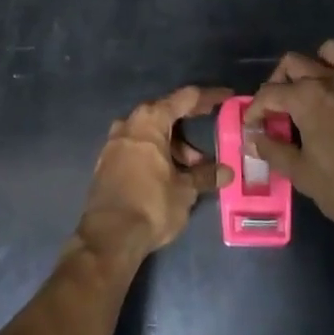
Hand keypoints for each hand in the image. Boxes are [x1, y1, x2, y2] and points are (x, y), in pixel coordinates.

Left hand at [77, 86, 232, 264]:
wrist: (108, 237)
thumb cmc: (150, 205)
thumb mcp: (185, 191)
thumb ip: (205, 176)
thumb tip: (226, 172)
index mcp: (150, 121)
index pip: (184, 98)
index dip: (208, 97)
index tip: (226, 96)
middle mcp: (129, 123)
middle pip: (164, 113)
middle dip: (189, 122)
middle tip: (211, 127)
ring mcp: (114, 142)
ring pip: (150, 132)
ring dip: (173, 144)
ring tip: (193, 167)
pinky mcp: (107, 162)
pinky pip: (137, 147)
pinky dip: (155, 152)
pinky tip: (168, 172)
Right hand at [246, 41, 333, 240]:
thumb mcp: (302, 175)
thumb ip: (273, 151)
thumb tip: (253, 139)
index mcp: (308, 98)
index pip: (269, 92)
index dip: (255, 108)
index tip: (253, 125)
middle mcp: (332, 80)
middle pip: (295, 63)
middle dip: (280, 81)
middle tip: (279, 107)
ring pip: (333, 51)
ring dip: (320, 64)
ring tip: (317, 88)